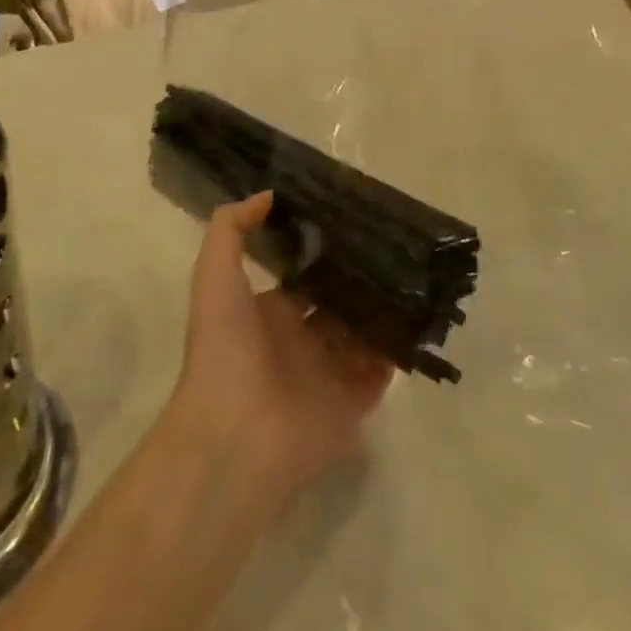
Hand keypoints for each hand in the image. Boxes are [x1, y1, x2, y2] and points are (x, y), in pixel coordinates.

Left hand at [165, 194, 393, 501]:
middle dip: (360, 281)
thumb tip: (268, 195)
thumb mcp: (215, 275)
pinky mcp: (350, 408)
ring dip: (382, 313)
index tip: (355, 224)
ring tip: (415, 277)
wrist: (234, 436)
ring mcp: (326, 377)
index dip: (325, 255)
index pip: (304, 278)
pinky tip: (416, 321)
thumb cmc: (225, 348)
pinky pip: (379, 376)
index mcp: (269, 314)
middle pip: (338, 305)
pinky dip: (395, 354)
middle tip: (395, 247)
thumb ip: (232, 228)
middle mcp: (299, 343)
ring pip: (362, 336)